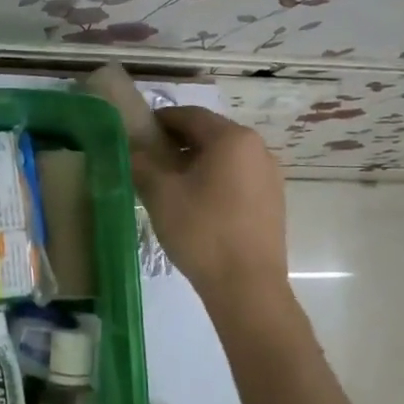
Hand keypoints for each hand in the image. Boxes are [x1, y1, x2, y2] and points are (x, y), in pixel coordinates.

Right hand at [130, 106, 290, 314]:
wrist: (248, 288)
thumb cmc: (202, 232)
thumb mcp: (161, 194)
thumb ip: (141, 162)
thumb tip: (130, 147)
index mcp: (232, 138)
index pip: (190, 115)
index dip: (161, 120)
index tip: (138, 132)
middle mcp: (257, 148)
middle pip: (210, 133)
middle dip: (178, 141)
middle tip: (149, 159)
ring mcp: (269, 175)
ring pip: (225, 156)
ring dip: (196, 161)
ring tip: (170, 184)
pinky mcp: (273, 200)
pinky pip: (238, 177)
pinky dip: (215, 179)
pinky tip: (196, 203)